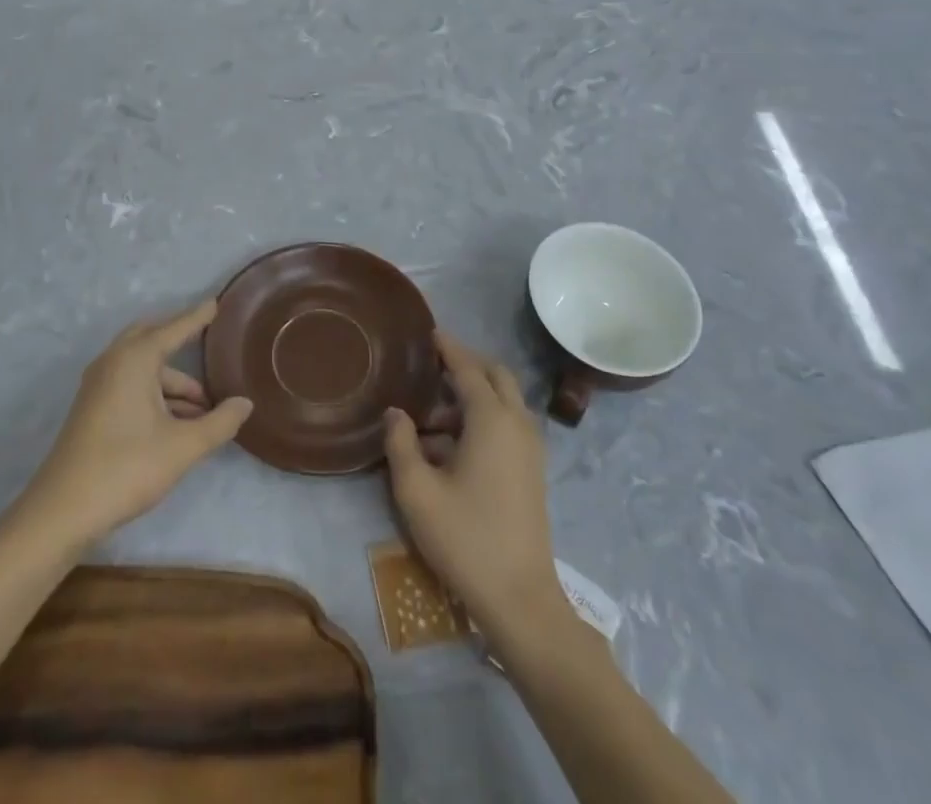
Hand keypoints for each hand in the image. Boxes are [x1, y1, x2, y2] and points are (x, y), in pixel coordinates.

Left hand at [21, 301, 251, 548]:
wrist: (62, 511)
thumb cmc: (126, 467)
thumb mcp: (183, 446)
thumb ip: (220, 422)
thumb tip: (245, 403)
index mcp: (135, 359)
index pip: (175, 328)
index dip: (198, 317)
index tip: (217, 302)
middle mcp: (114, 362)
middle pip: (152, 338)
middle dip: (180, 340)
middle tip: (208, 343)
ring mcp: (98, 385)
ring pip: (142, 368)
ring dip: (172, 381)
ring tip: (205, 409)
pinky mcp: (92, 408)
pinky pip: (130, 384)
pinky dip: (155, 393)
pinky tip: (177, 421)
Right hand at [384, 332, 566, 639]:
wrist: (520, 598)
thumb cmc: (465, 538)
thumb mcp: (417, 491)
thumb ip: (401, 444)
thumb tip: (396, 412)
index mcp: (491, 419)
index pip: (468, 368)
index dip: (448, 348)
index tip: (430, 332)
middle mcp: (517, 423)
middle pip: (496, 375)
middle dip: (467, 364)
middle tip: (434, 365)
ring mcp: (531, 447)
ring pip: (505, 400)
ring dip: (474, 395)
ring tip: (433, 417)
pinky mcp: (533, 470)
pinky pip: (509, 424)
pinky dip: (485, 417)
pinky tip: (453, 446)